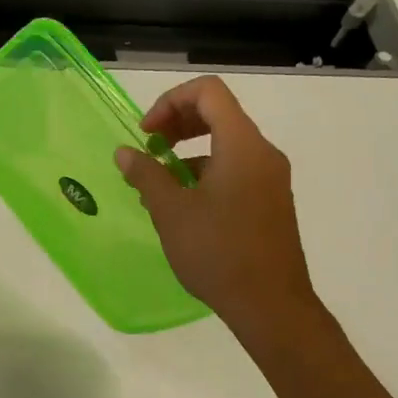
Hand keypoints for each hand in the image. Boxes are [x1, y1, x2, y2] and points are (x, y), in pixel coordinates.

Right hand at [114, 76, 320, 333]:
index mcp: (242, 145)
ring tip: (157, 184)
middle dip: (177, 123)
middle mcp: (263, 153)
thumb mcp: (171, 211)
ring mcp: (271, 178)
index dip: (170, 102)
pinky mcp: (271, 201)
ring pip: (225, 144)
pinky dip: (205, 173)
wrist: (271, 305)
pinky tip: (182, 206)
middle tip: (148, 149)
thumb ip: (146, 174)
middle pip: (218, 113)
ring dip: (187, 152)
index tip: (146, 134)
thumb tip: (125, 152)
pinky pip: (235, 169)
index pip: (208, 92)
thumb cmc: (218, 252)